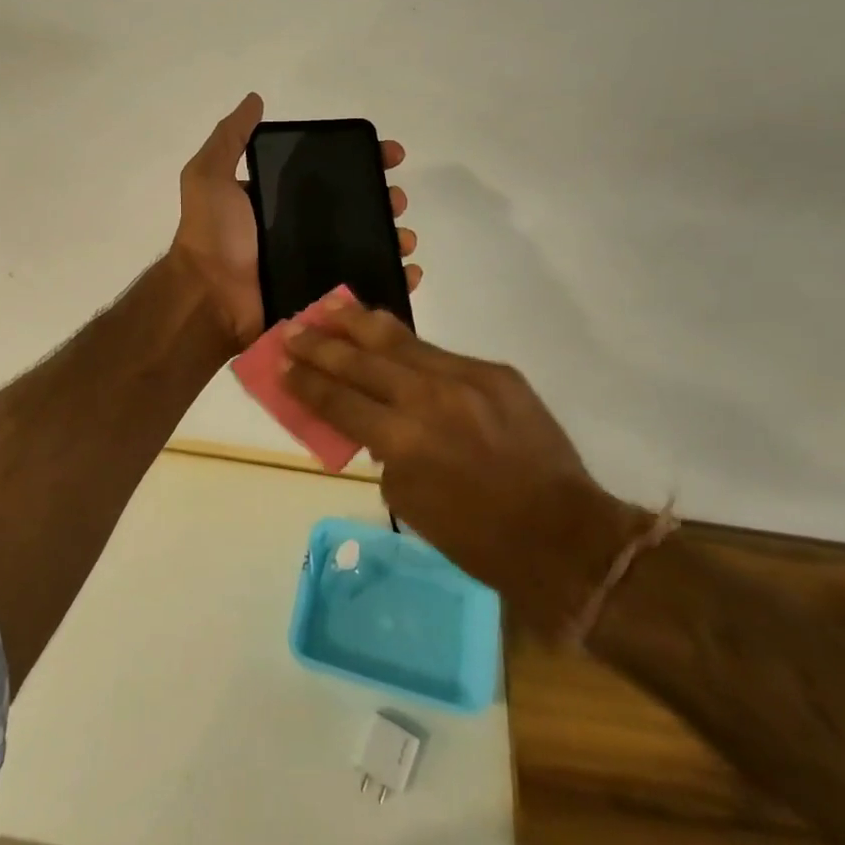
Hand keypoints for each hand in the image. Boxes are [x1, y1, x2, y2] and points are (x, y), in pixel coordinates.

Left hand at [168, 94, 419, 354]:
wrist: (208, 299)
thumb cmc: (213, 236)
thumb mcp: (209, 177)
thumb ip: (229, 139)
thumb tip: (255, 99)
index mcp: (280, 202)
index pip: (330, 174)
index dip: (362, 162)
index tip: (390, 155)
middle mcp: (300, 231)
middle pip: (356, 210)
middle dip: (384, 200)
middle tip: (396, 200)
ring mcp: (315, 266)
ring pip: (367, 247)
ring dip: (393, 238)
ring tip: (404, 239)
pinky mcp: (323, 298)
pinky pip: (366, 288)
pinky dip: (393, 280)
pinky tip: (409, 272)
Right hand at [281, 299, 641, 601]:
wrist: (563, 536)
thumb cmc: (479, 538)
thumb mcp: (412, 503)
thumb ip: (384, 455)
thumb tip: (374, 424)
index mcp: (403, 442)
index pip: (339, 401)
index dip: (306, 382)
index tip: (281, 364)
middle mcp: (428, 399)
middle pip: (361, 362)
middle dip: (321, 345)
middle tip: (293, 329)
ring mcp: (465, 379)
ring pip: (400, 341)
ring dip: (359, 325)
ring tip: (330, 306)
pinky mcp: (495, 372)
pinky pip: (440, 354)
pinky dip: (409, 346)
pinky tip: (389, 334)